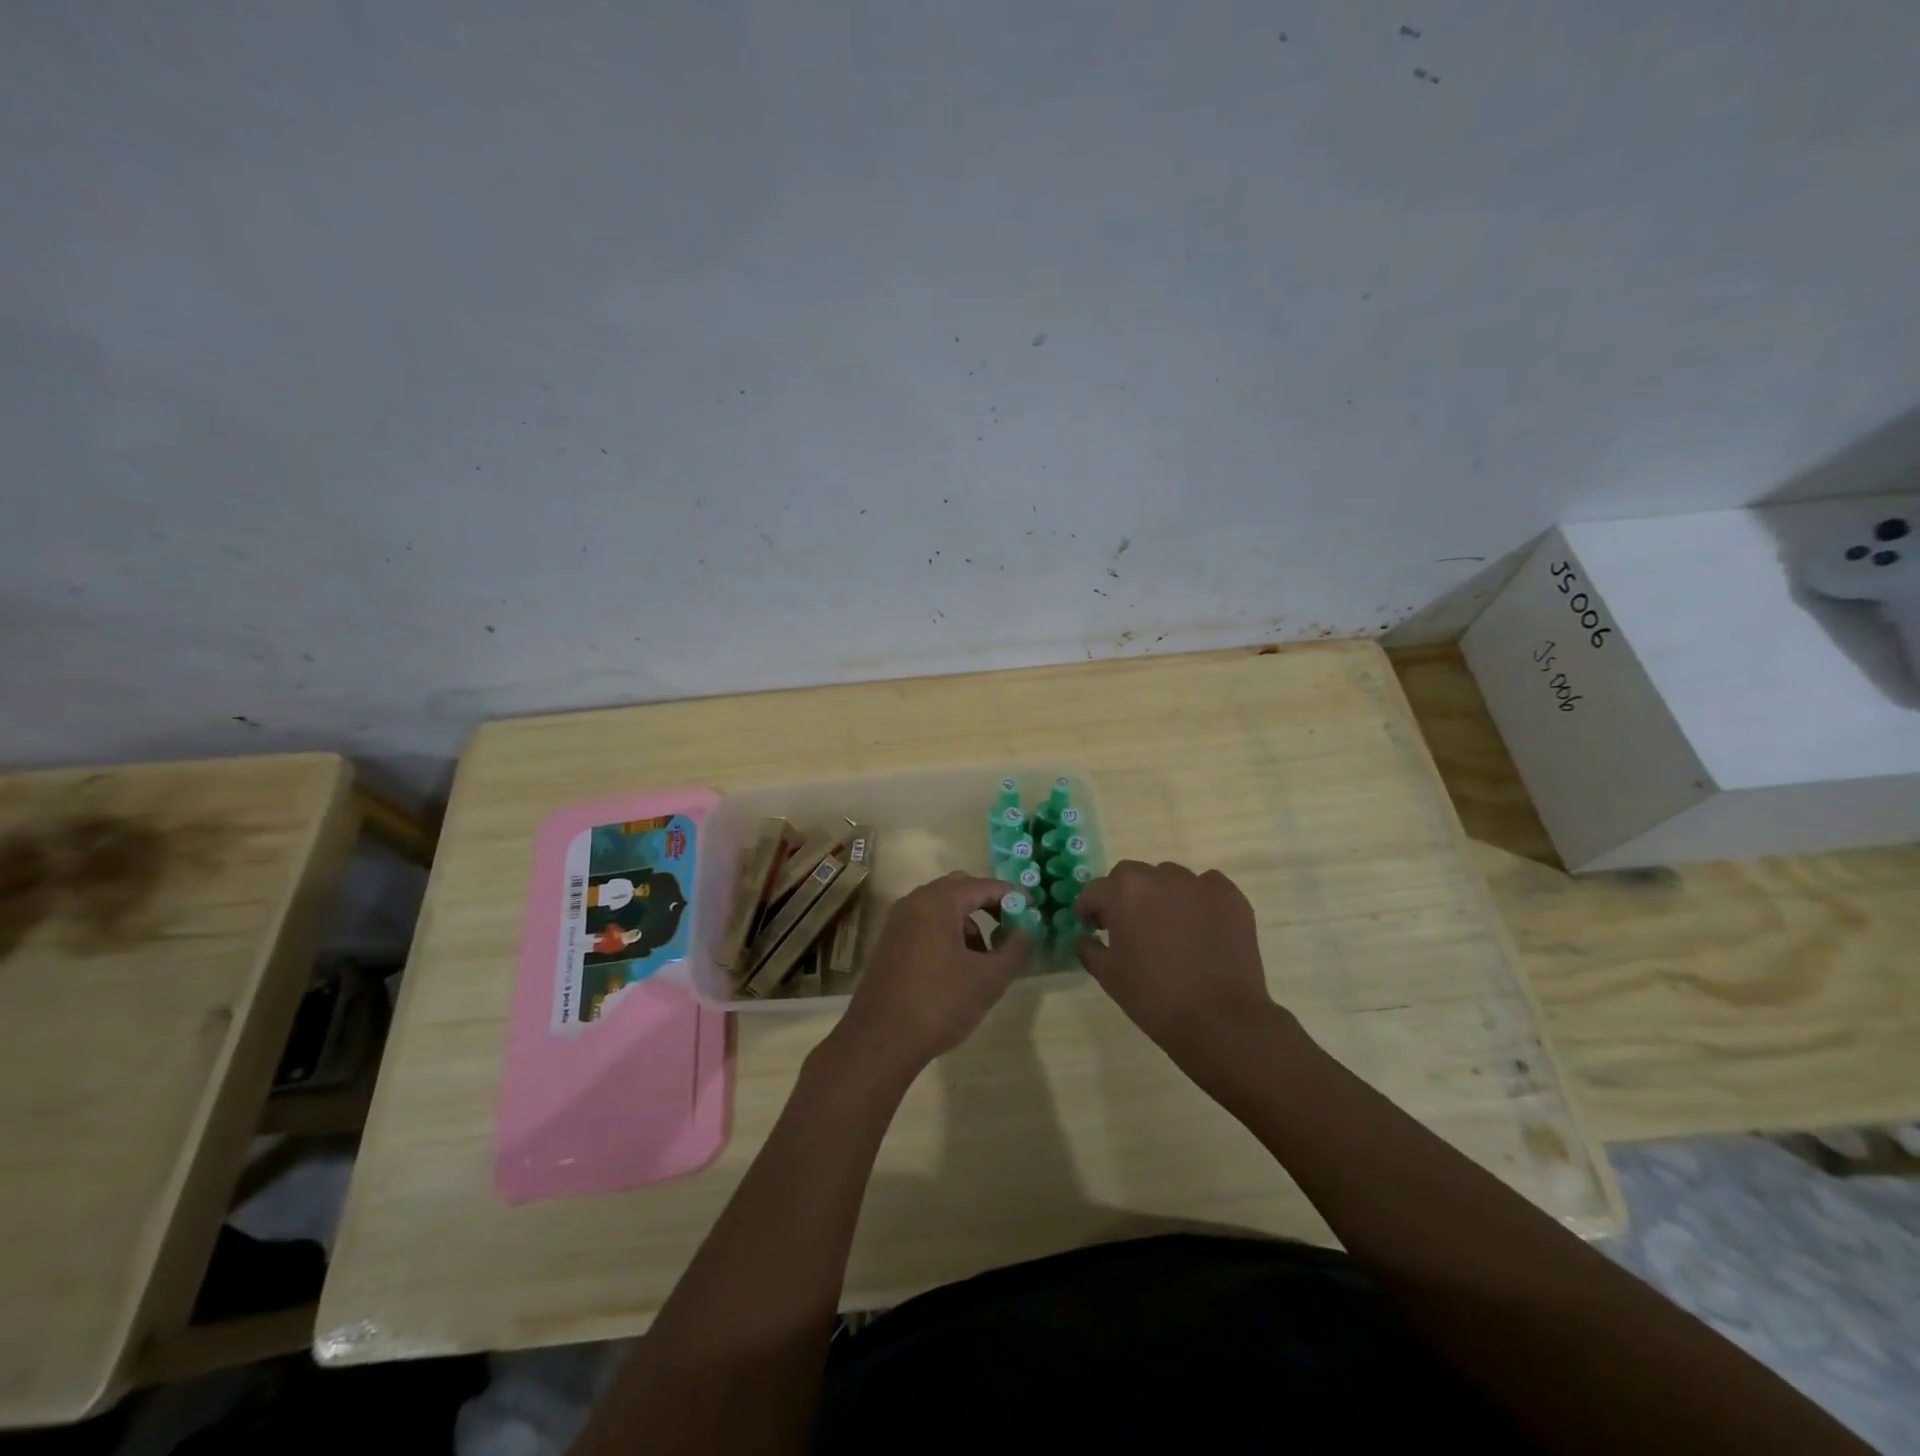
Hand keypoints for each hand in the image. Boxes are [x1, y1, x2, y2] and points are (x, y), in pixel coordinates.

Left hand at [825, 873, 1024, 1087]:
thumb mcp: (989, 979)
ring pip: (940, 908)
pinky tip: (957, 967)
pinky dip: (946, 933)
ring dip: (967, 922)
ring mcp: (897, 922)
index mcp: (938, 902)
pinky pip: (924, 924)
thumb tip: (1023, 932)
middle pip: (958, 889)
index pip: (982, 885)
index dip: (1010, 895)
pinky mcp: (889, 943)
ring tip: (985, 956)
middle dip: (987, 904)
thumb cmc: (940, 1003)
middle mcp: (914, 902)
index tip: (1031, 909)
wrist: (880, 1040)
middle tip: (1009, 926)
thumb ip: (1013, 950)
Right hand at [1076, 861, 1280, 1062]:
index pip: (1096, 890)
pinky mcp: (1230, 897)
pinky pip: (1206, 887)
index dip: (1089, 909)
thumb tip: (1085, 937)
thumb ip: (1089, 948)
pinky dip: (1198, 900)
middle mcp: (1160, 876)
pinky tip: (1201, 927)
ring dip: (1161, 895)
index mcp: (1124, 891)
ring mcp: (1199, 884)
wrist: (1220, 1020)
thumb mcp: (1108, 976)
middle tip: (1129, 925)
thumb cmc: (1154, 997)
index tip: (1091, 927)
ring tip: (1168, 927)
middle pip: (1132, 876)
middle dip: (1124, 896)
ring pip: (1170, 878)